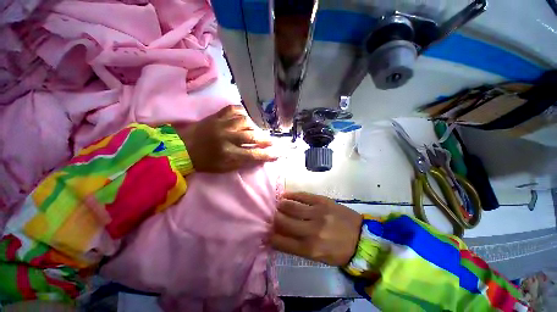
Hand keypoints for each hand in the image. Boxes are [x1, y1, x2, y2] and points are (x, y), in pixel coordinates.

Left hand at [175, 105, 276, 172]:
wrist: (181, 148)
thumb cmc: (203, 161)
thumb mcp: (223, 168)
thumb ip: (241, 163)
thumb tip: (258, 158)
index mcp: (227, 153)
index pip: (253, 154)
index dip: (266, 155)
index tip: (276, 155)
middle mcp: (226, 137)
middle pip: (251, 136)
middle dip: (264, 139)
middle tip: (270, 141)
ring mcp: (221, 124)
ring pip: (245, 121)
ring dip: (254, 126)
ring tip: (257, 131)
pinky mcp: (216, 116)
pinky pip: (233, 109)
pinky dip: (242, 112)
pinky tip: (245, 117)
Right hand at [270, 192, 362, 265]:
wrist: (362, 238)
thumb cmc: (338, 251)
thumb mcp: (317, 257)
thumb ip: (297, 246)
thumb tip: (279, 236)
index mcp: (310, 249)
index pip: (281, 241)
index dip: (270, 236)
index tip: (267, 232)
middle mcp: (311, 230)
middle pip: (283, 221)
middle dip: (274, 218)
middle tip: (272, 216)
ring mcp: (317, 213)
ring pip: (290, 206)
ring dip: (281, 205)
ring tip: (278, 204)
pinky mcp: (323, 201)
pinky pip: (302, 195)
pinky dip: (291, 195)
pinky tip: (285, 195)